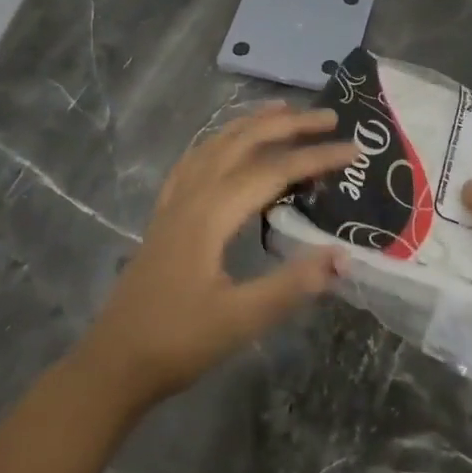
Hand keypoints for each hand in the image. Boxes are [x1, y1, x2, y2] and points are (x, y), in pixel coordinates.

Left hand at [74, 105, 355, 411]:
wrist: (115, 361)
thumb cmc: (178, 341)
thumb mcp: (240, 319)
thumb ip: (291, 285)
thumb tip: (343, 255)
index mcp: (211, 213)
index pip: (273, 171)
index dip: (316, 157)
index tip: (355, 150)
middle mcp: (192, 195)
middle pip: (242, 143)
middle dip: (287, 125)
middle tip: (329, 117)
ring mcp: (174, 202)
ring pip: (215, 145)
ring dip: (251, 124)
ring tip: (283, 111)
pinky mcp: (165, 215)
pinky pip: (194, 162)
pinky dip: (217, 142)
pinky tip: (223, 146)